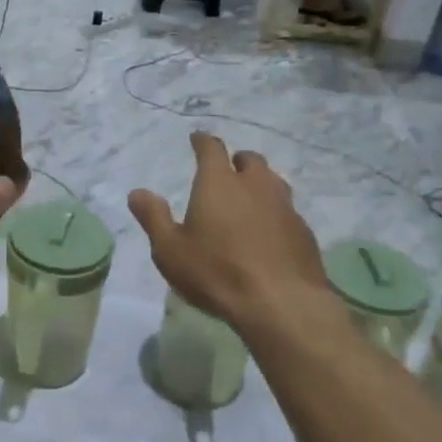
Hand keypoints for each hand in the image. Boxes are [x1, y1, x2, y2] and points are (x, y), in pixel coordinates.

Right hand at [128, 132, 332, 335]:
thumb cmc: (217, 272)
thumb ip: (153, 218)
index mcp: (219, 183)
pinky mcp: (303, 231)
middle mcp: (255, 185)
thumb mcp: (170, 250)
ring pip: (273, 182)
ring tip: (248, 199)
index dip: (203, 142)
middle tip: (226, 171)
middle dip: (236, 161)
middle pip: (249, 160)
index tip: (198, 138)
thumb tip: (137, 192)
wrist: (281, 303)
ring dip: (259, 183)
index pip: (212, 149)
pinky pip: (287, 210)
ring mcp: (284, 206)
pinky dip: (275, 212)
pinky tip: (268, 232)